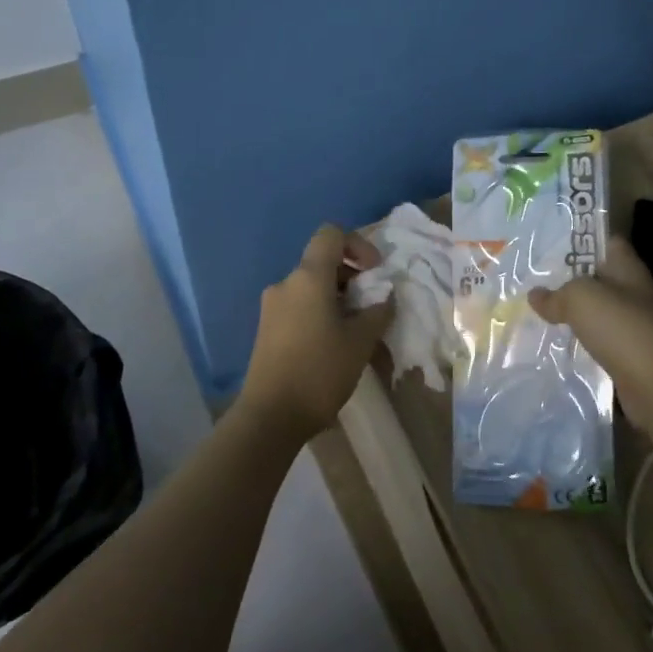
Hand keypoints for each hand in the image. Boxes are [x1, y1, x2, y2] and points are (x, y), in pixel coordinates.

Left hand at [238, 225, 394, 441]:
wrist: (270, 416)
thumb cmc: (320, 372)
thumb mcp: (360, 341)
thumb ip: (377, 311)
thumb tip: (385, 296)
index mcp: (308, 277)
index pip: (331, 235)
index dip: (358, 244)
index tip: (374, 272)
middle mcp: (286, 284)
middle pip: (322, 262)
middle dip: (352, 276)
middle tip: (371, 305)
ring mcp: (272, 306)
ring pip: (311, 287)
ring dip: (338, 298)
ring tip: (357, 329)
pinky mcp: (267, 328)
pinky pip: (299, 306)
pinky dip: (320, 312)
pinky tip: (334, 343)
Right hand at [528, 236, 652, 429]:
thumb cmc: (621, 327)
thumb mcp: (580, 298)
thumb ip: (556, 294)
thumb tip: (535, 295)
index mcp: (627, 268)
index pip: (606, 242)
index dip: (582, 238)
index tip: (550, 243)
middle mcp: (633, 293)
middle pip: (598, 278)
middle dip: (568, 279)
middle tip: (532, 279)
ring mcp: (632, 325)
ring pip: (596, 312)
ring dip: (572, 313)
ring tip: (536, 311)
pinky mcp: (628, 355)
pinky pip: (597, 341)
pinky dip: (579, 342)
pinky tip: (554, 344)